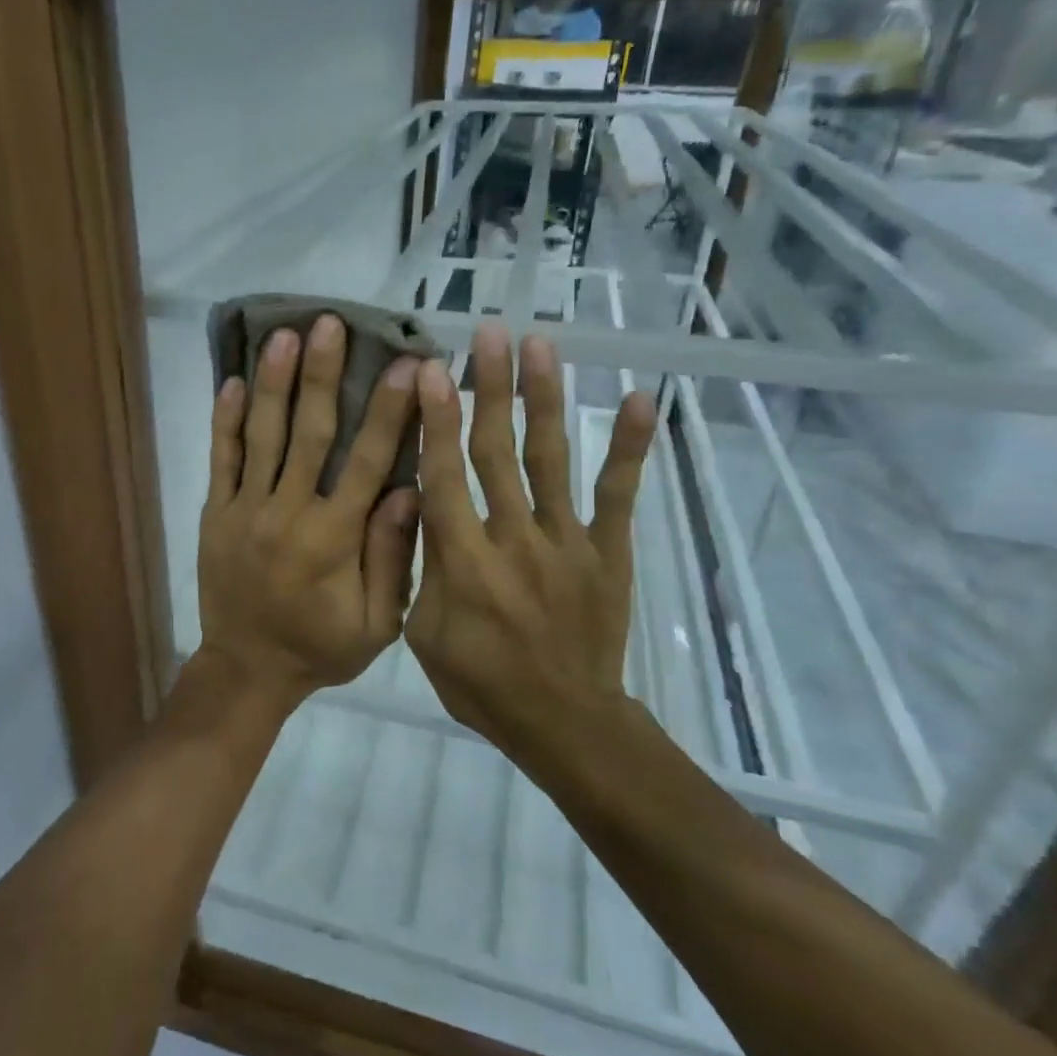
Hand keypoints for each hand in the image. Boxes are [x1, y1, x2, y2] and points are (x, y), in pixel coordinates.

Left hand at [196, 313, 421, 712]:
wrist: (246, 670)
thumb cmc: (319, 648)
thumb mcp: (376, 623)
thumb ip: (392, 558)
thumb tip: (408, 491)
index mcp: (333, 537)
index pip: (366, 461)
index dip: (388, 411)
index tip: (407, 365)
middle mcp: (287, 512)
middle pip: (308, 433)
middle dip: (321, 375)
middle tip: (330, 324)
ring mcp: (245, 510)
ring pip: (261, 436)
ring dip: (272, 382)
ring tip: (282, 334)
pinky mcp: (216, 513)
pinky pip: (220, 460)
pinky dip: (225, 420)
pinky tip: (230, 381)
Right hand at [405, 323, 655, 761]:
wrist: (563, 722)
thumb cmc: (480, 682)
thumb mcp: (423, 634)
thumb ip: (420, 567)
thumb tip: (414, 506)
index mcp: (463, 561)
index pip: (443, 476)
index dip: (435, 420)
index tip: (430, 369)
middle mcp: (513, 539)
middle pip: (497, 452)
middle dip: (490, 388)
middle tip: (487, 333)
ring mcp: (566, 542)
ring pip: (551, 459)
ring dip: (545, 399)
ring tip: (541, 346)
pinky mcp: (607, 551)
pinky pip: (619, 494)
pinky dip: (630, 447)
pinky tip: (641, 400)